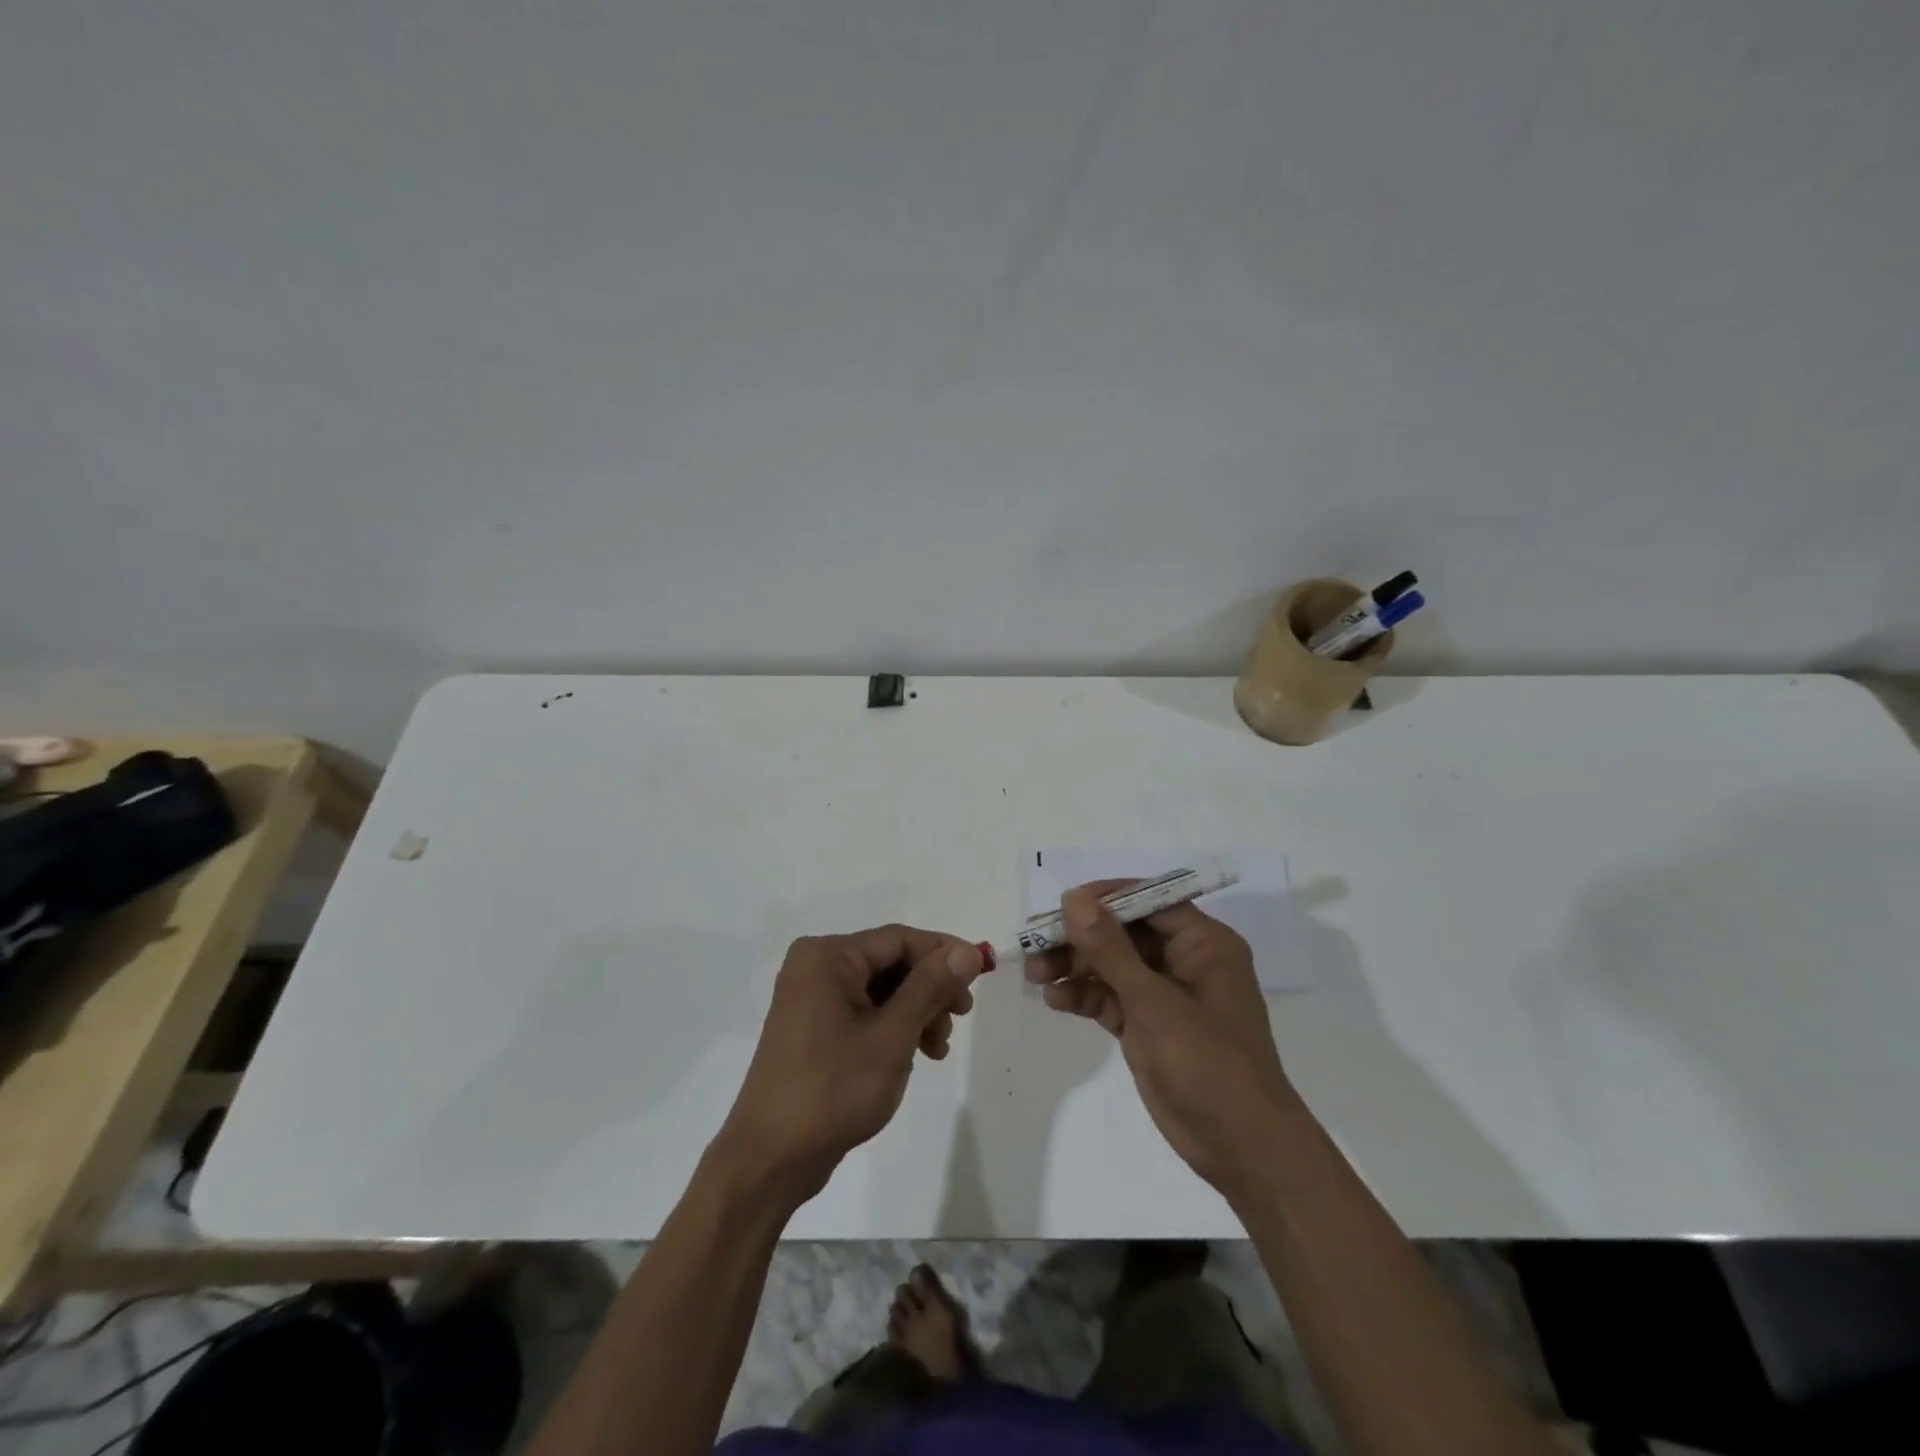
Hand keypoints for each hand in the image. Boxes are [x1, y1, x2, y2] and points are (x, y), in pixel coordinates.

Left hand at [715, 926, 981, 1206]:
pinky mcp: (814, 1027)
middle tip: (961, 1016)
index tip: (981, 975)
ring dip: (917, 1011)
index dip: (944, 952)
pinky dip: (895, 1026)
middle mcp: (816, 967)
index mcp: (828, 957)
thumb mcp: (891, 1036)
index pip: (899, 939)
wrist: (770, 1160)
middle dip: (931, 987)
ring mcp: (812, 998)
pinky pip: (865, 1011)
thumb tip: (968, 951)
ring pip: (882, 989)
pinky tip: (917, 1053)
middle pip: (891, 962)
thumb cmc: (832, 1091)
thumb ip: (930, 987)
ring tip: (938, 1047)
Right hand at [1027, 884, 1299, 1200]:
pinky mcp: (1149, 1027)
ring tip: (1035, 976)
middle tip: (1035, 944)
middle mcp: (1185, 961)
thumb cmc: (1207, 1064)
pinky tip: (1055, 1000)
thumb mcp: (1153, 1002)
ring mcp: (1165, 996)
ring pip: (1112, 966)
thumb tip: (1073, 899)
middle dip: (1079, 938)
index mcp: (1203, 943)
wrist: (1241, 1149)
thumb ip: (1110, 949)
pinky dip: (1085, 996)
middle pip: (1123, 933)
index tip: (1061, 904)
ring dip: (1075, 967)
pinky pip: (1111, 998)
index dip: (1104, 899)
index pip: (1148, 901)